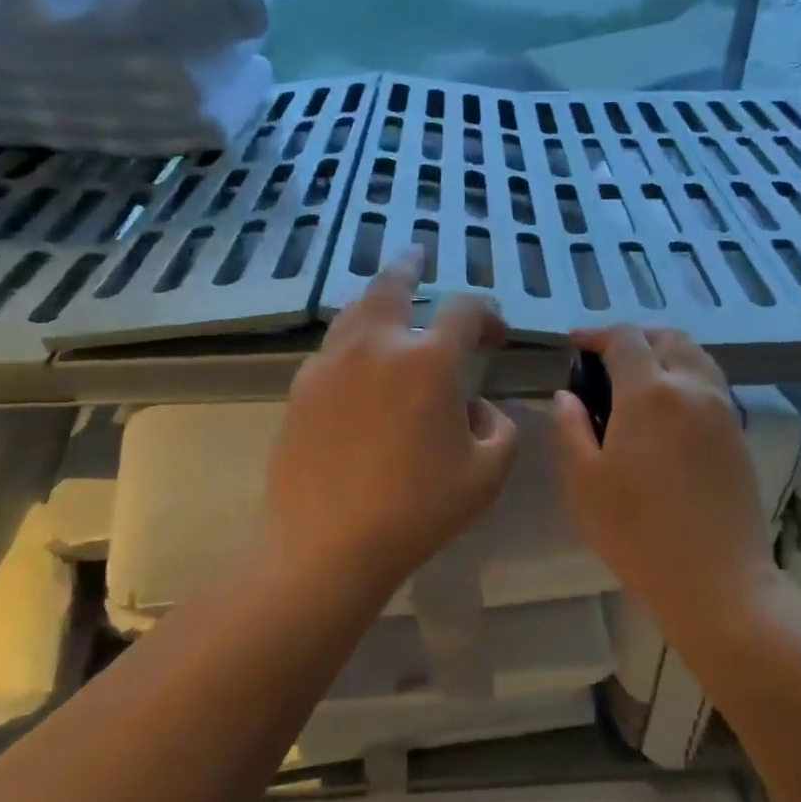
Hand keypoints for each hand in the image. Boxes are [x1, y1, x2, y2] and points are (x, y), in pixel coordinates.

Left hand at [266, 253, 518, 598]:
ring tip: (388, 300)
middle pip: (393, 285)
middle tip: (418, 256)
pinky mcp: (301, 389)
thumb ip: (499, 429)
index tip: (496, 335)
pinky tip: (358, 364)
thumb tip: (477, 408)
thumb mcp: (487, 474)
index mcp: (429, 362)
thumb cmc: (418, 510)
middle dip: (411, 266)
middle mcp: (377, 346)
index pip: (464, 310)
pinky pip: (332, 349)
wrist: (327, 545)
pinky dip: (352, 342)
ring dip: (377, 300)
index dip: (487, 314)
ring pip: (355, 311)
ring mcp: (331, 364)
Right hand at [552, 326, 774, 613]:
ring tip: (635, 380)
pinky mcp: (737, 433)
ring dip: (663, 353)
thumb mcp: (583, 482)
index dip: (596, 334)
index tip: (574, 345)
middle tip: (605, 359)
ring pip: (695, 356)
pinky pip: (710, 383)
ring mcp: (722, 409)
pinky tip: (664, 409)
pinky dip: (684, 376)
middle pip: (668, 337)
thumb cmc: (638, 533)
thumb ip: (569, 428)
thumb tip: (566, 395)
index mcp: (650, 393)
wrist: (717, 581)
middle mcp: (692, 387)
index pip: (625, 338)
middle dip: (634, 337)